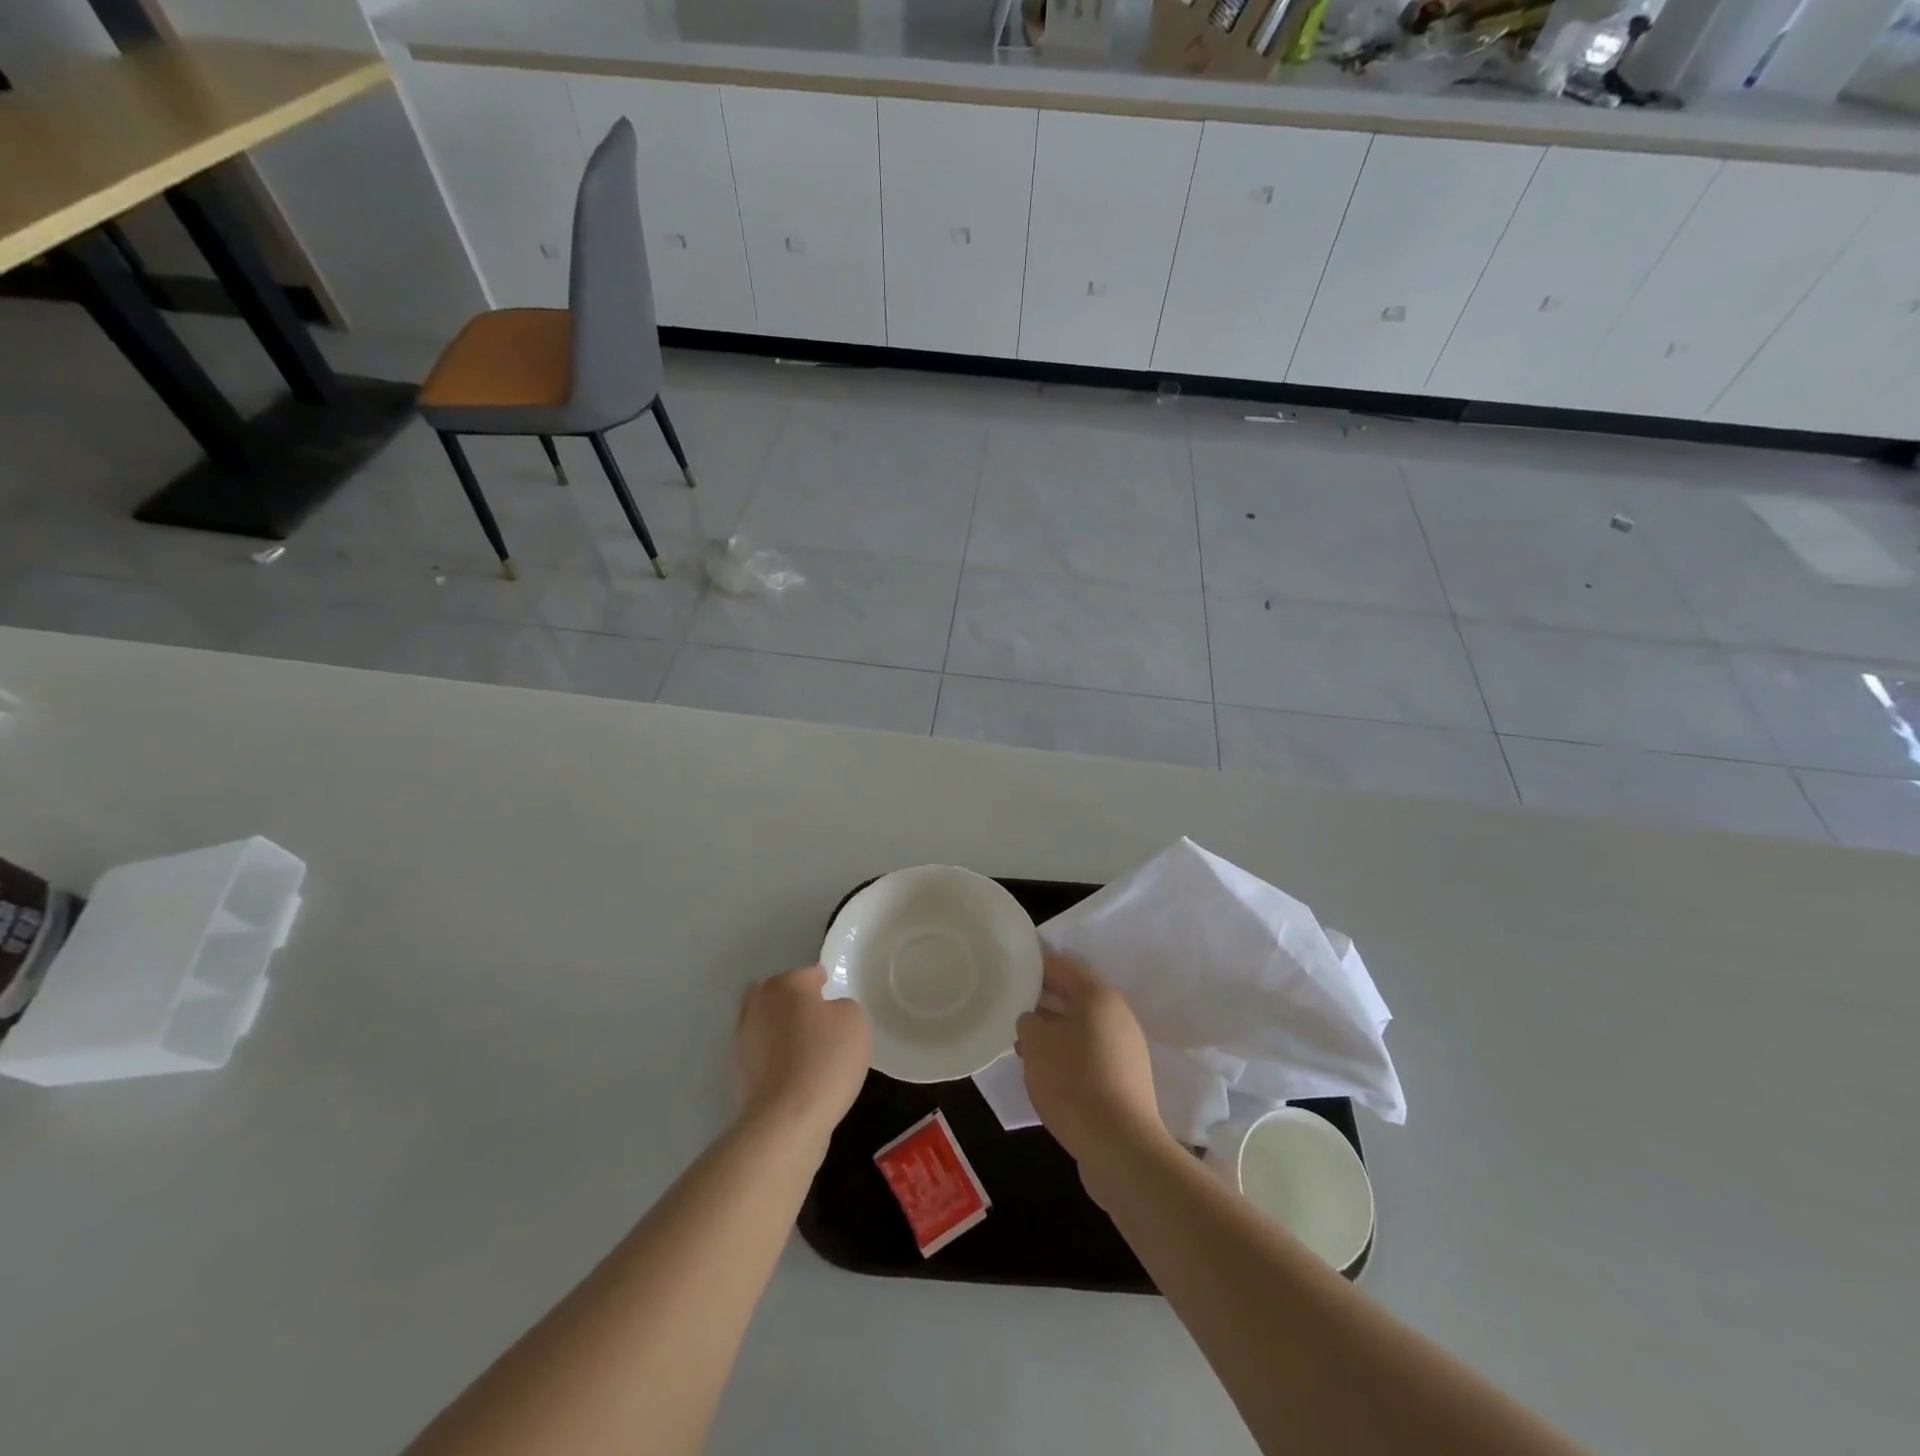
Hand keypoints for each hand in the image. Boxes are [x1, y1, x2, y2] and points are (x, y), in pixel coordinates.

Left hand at [734, 965, 869, 1149]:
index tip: (839, 1004)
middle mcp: (758, 1004)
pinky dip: (776, 1058)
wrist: (786, 1120)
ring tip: (809, 1051)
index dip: (827, 986)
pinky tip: (796, 1075)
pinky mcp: (739, 1072)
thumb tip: (827, 1014)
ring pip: (767, 1024)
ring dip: (783, 1031)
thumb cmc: (825, 1059)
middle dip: (795, 1003)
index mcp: (786, 984)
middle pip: (779, 994)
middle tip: (820, 1022)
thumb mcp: (855, 1021)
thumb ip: (843, 1006)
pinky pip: (764, 1054)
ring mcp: (743, 1039)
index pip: (810, 974)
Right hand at [1015, 950, 1167, 1177]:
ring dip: (1053, 1033)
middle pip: (1073, 997)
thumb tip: (1034, 1021)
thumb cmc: (1073, 1082)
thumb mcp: (1035, 1043)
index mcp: (1098, 996)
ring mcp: (1126, 1049)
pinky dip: (1068, 1056)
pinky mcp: (1126, 1079)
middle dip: (1041, 1002)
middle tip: (1010, 1008)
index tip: (1010, 968)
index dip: (1033, 965)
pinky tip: (1047, 1074)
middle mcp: (1118, 1015)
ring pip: (1080, 1028)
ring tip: (1022, 1046)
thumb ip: (1028, 1020)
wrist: (1120, 1148)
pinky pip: (1090, 1054)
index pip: (1060, 966)